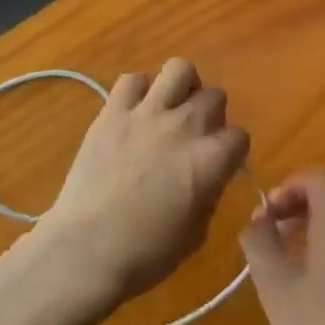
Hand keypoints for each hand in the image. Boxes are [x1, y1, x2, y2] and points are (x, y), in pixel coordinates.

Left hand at [38, 59, 249, 309]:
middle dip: (211, 115)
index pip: (239, 136)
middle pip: (214, 96)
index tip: (219, 165)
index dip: (231, 152)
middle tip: (195, 137)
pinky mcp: (112, 112)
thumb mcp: (195, 235)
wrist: (85, 251)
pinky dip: (138, 92)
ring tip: (171, 108)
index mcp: (210, 160)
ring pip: (179, 69)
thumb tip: (207, 178)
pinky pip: (132, 80)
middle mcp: (184, 126)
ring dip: (182, 87)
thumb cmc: (145, 255)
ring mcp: (146, 114)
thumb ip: (208, 195)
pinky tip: (134, 113)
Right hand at [240, 171, 324, 324]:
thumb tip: (256, 220)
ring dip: (316, 218)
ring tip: (288, 248)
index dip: (289, 185)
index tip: (267, 212)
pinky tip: (311, 276)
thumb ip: (260, 243)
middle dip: (302, 197)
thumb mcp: (275, 286)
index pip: (319, 177)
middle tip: (276, 223)